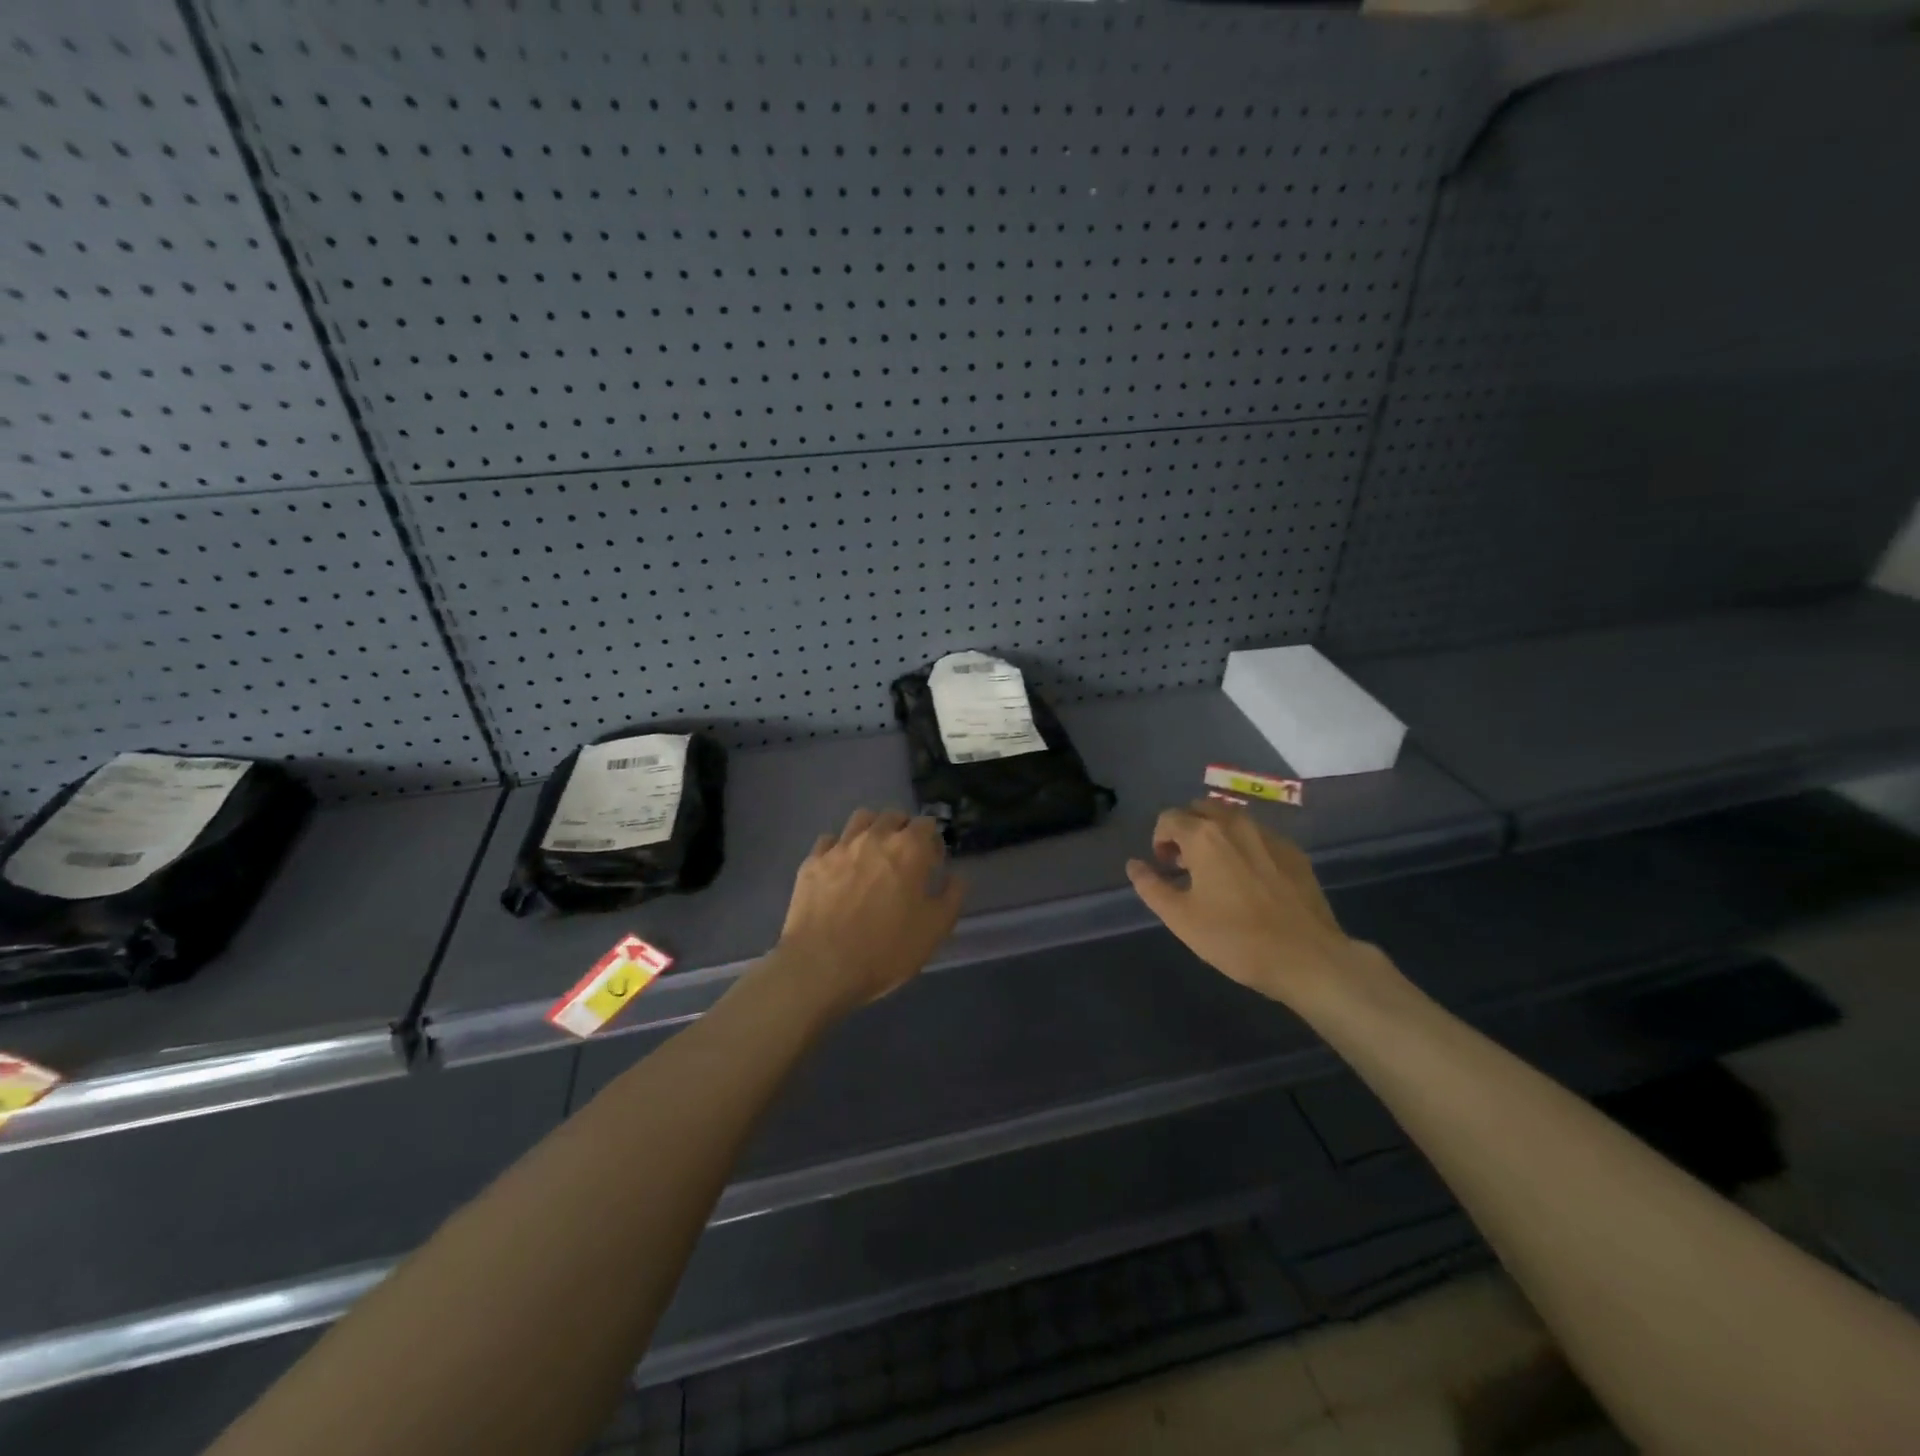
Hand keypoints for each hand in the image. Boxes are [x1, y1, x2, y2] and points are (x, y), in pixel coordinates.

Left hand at [770, 808, 964, 1017]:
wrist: (821, 966)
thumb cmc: (886, 949)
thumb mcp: (935, 930)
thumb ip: (952, 896)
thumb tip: (955, 877)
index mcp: (909, 849)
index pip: (926, 823)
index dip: (933, 841)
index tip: (932, 865)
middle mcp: (874, 837)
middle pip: (893, 816)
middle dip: (903, 830)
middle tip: (904, 859)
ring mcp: (839, 847)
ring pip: (860, 819)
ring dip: (872, 829)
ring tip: (872, 855)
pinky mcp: (812, 861)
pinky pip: (829, 840)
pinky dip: (838, 848)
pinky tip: (840, 868)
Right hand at [1126, 799, 1392, 1008]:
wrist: (1308, 957)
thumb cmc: (1235, 939)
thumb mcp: (1181, 918)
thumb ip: (1151, 886)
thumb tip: (1134, 864)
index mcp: (1204, 836)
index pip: (1169, 818)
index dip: (1160, 840)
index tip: (1166, 868)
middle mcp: (1235, 824)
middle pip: (1201, 809)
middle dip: (1187, 830)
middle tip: (1187, 865)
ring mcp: (1269, 835)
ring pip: (1232, 820)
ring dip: (1216, 835)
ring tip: (1218, 872)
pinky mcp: (1294, 852)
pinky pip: (1258, 836)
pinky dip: (1245, 847)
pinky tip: (1251, 881)